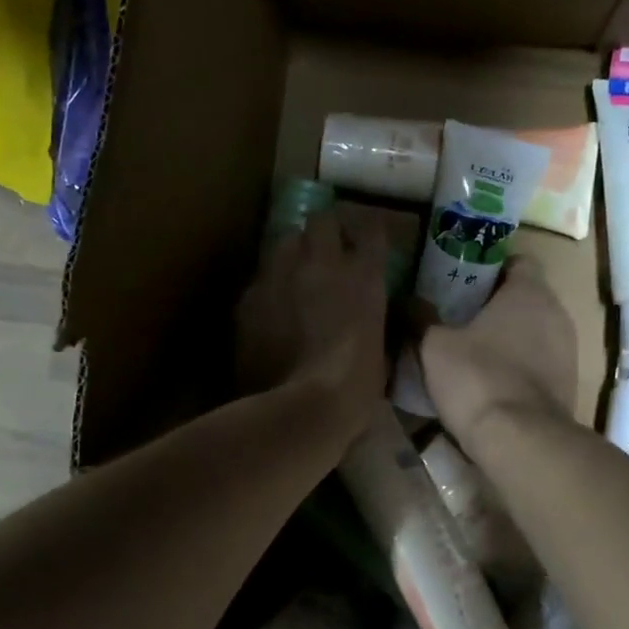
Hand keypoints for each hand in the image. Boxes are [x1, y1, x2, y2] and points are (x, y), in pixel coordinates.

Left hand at [235, 210, 388, 432]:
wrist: (302, 409)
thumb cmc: (355, 388)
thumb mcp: (380, 351)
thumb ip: (373, 323)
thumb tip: (368, 320)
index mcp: (364, 276)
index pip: (372, 229)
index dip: (370, 228)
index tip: (369, 235)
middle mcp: (321, 263)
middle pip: (322, 220)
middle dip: (326, 230)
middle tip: (327, 249)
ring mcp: (279, 276)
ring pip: (283, 241)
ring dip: (293, 252)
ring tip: (294, 274)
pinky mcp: (248, 299)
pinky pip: (260, 280)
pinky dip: (268, 288)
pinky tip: (270, 310)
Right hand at [420, 256, 576, 448]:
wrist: (520, 441)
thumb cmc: (477, 378)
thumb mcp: (433, 346)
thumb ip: (419, 318)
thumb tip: (405, 300)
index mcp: (529, 292)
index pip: (518, 261)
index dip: (490, 268)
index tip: (462, 282)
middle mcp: (557, 314)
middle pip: (526, 297)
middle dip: (495, 305)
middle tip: (458, 316)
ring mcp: (568, 352)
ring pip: (534, 332)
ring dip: (509, 338)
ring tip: (472, 352)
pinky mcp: (568, 386)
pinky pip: (540, 364)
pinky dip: (519, 367)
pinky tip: (491, 383)